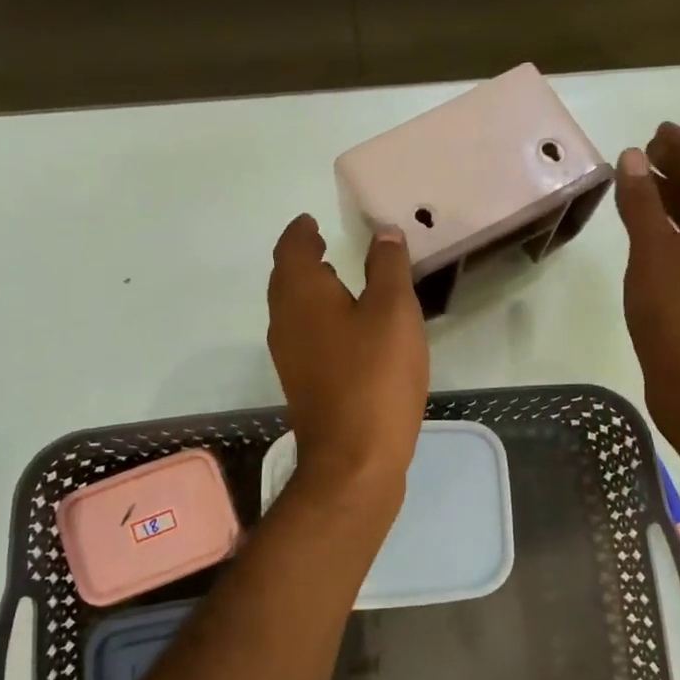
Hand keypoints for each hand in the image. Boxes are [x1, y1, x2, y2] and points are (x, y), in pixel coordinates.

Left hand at [266, 215, 428, 504]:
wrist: (354, 459)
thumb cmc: (375, 376)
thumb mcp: (393, 311)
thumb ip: (388, 267)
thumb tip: (384, 232)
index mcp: (301, 295)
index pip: (292, 250)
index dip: (301, 232)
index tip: (311, 220)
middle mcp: (285, 322)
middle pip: (286, 279)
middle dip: (302, 258)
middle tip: (323, 244)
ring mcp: (290, 357)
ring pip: (293, 309)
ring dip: (310, 289)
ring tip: (336, 277)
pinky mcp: (304, 384)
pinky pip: (305, 335)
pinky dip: (319, 317)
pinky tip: (346, 327)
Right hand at [614, 124, 679, 472]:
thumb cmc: (678, 319)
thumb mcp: (655, 255)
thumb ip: (643, 206)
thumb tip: (633, 158)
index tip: (658, 130)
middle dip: (677, 168)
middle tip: (645, 152)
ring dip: (668, 197)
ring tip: (639, 183)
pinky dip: (661, 228)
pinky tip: (642, 235)